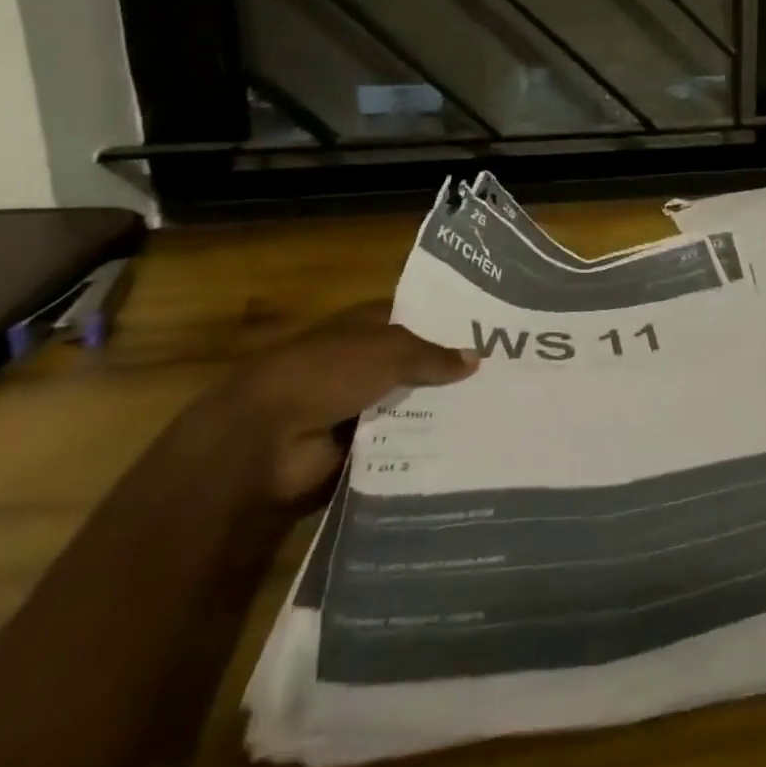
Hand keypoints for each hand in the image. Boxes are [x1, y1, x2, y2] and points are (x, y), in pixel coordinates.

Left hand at [212, 302, 478, 506]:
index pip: (416, 319)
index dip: (449, 324)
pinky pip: (396, 443)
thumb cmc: (326, 373)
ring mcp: (356, 405)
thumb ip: (434, 356)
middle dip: (450, 373)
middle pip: (416, 364)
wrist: (262, 440)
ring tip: (491, 415)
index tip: (491, 333)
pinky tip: (461, 447)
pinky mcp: (353, 447)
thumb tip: (476, 359)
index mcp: (365, 327)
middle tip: (503, 379)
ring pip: (409, 404)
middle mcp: (363, 362)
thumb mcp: (391, 351)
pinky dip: (419, 446)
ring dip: (437, 412)